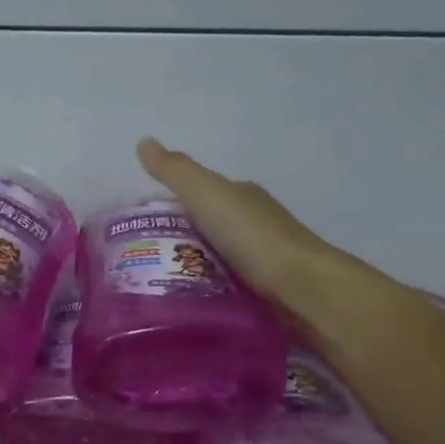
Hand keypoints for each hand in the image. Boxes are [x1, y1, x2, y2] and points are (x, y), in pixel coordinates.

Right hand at [136, 137, 396, 328]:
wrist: (303, 288)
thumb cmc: (253, 237)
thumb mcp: (207, 196)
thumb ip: (175, 172)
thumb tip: (143, 141)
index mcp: (241, 195)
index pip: (200, 193)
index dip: (171, 204)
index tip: (142, 226)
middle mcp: (254, 222)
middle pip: (208, 227)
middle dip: (178, 240)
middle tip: (141, 261)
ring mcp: (263, 257)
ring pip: (217, 258)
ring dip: (193, 267)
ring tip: (158, 286)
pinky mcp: (267, 290)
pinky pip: (228, 285)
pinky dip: (209, 289)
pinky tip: (190, 302)